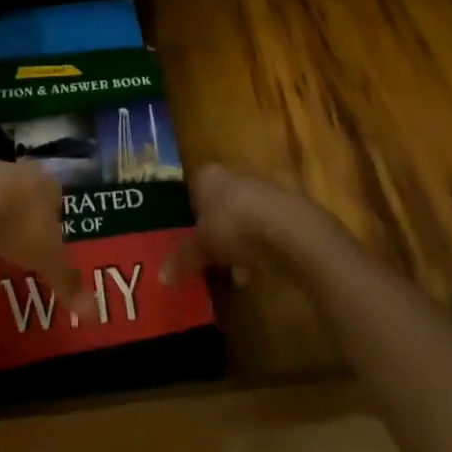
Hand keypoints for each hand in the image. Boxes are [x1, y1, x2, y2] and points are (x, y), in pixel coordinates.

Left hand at [0, 160, 89, 314]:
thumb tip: (95, 314)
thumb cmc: (17, 226)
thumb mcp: (47, 259)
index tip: (46, 241)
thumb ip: (69, 282)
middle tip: (17, 245)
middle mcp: (16, 170)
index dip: (52, 217)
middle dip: (22, 214)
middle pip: (23, 190)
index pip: (55, 195)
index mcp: (43, 184)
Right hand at [165, 165, 340, 284]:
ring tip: (234, 273)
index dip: (191, 215)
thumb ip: (183, 258)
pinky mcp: (288, 208)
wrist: (289, 229)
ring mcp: (263, 188)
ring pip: (244, 216)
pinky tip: (257, 272)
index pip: (193, 190)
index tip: (190, 240)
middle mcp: (234, 174)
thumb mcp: (202, 247)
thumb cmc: (234, 226)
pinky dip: (260, 246)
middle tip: (209, 257)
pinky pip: (265, 228)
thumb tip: (161, 277)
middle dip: (216, 229)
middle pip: (220, 202)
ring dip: (239, 241)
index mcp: (208, 175)